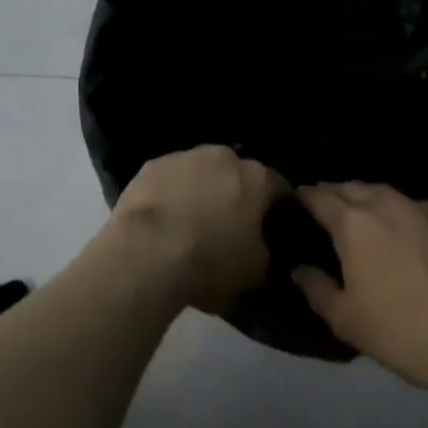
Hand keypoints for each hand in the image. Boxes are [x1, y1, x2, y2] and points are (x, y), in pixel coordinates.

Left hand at [106, 146, 287, 313]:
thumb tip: (260, 245)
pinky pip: (170, 178)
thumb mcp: (256, 271)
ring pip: (201, 171)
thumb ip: (265, 250)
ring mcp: (184, 156)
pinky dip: (172, 192)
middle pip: (236, 173)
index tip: (274, 226)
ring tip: (194, 222)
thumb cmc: (211, 261)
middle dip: (236, 194)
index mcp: (255, 178)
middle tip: (231, 224)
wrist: (148, 250)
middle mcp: (222, 156)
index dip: (278, 208)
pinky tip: (165, 218)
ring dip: (202, 190)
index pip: (278, 187)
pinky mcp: (152, 164)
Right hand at [292, 182, 427, 401]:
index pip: (316, 195)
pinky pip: (413, 208)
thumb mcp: (349, 323)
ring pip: (382, 193)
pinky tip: (407, 238)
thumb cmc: (408, 332)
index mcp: (352, 220)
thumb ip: (317, 290)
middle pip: (348, 187)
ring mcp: (420, 208)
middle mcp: (382, 202)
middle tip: (327, 218)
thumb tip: (300, 269)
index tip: (295, 207)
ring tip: (365, 225)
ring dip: (367, 202)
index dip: (302, 198)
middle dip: (333, 196)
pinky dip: (400, 215)